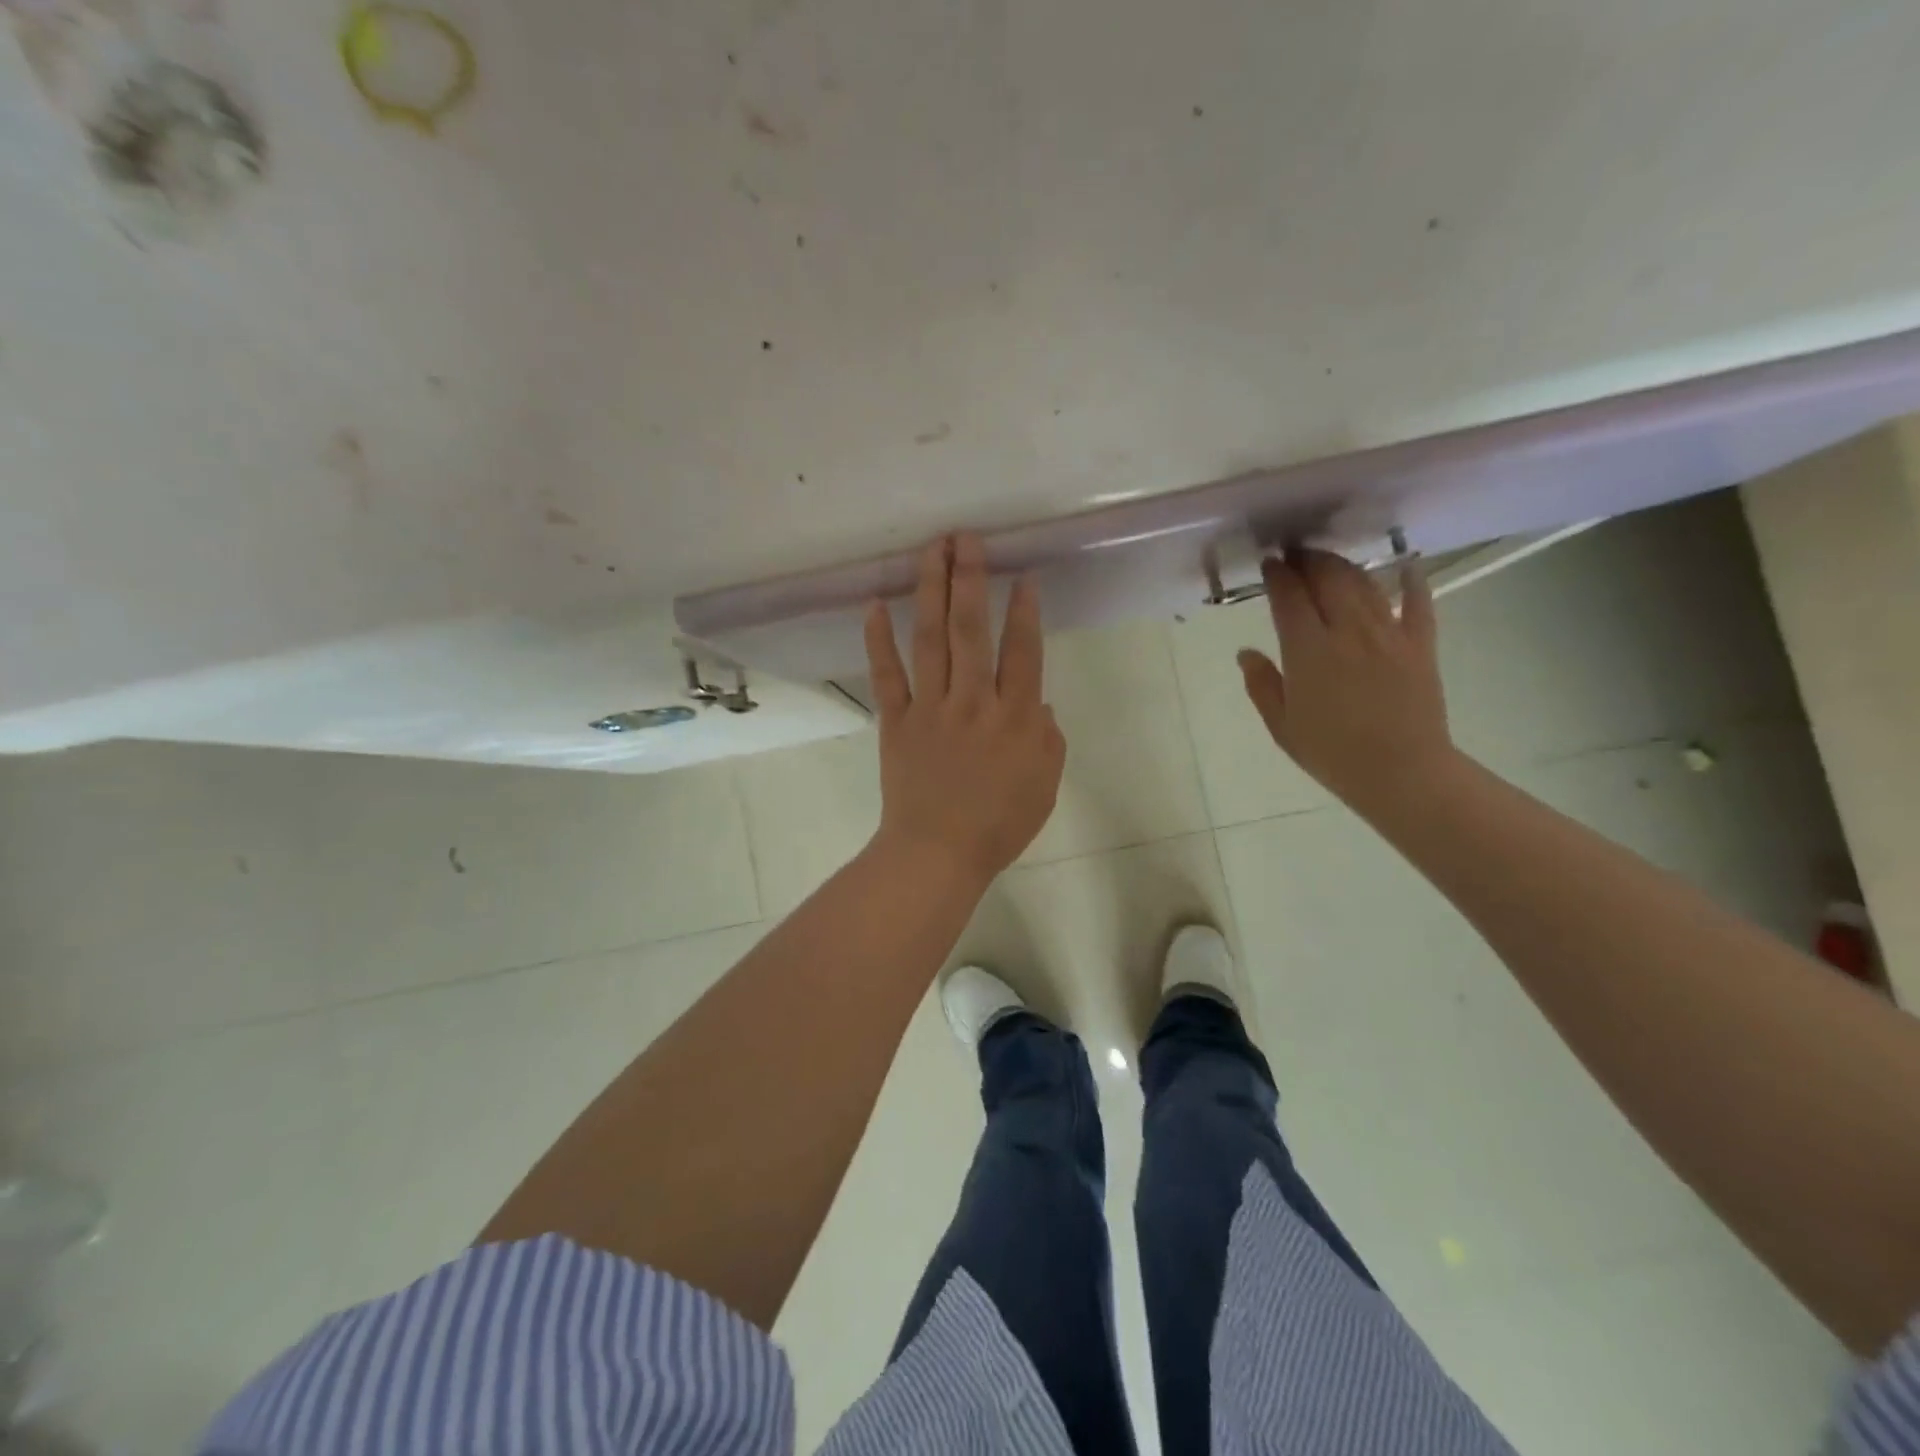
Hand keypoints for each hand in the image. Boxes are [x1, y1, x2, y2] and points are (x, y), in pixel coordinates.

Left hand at [865, 534, 1065, 886]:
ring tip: (931, 551)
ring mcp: (931, 708)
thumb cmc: (998, 824)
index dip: (1024, 610)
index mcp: (1015, 718)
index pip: (1022, 651)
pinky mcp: (896, 721)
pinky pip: (887, 675)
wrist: (938, 853)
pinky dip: (878, 640)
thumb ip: (1048, 740)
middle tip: (966, 538)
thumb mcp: (1044, 785)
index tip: (1022, 575)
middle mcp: (973, 701)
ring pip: (931, 639)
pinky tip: (874, 605)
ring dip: (930, 591)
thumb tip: (1040, 706)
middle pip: (972, 630)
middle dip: (970, 579)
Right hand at [1238, 549, 1455, 819]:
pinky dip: (1411, 579)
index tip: (1269, 564)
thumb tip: (1245, 652)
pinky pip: (1418, 601)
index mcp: (1308, 650)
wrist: (1401, 772)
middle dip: (1309, 560)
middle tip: (1295, 555)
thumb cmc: (1331, 753)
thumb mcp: (1281, 725)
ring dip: (1344, 565)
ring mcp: (1388, 633)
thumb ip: (1261, 684)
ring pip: (1364, 583)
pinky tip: (1404, 566)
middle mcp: (1348, 630)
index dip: (1277, 575)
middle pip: (1328, 578)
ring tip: (1329, 562)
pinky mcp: (1420, 643)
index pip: (1289, 597)